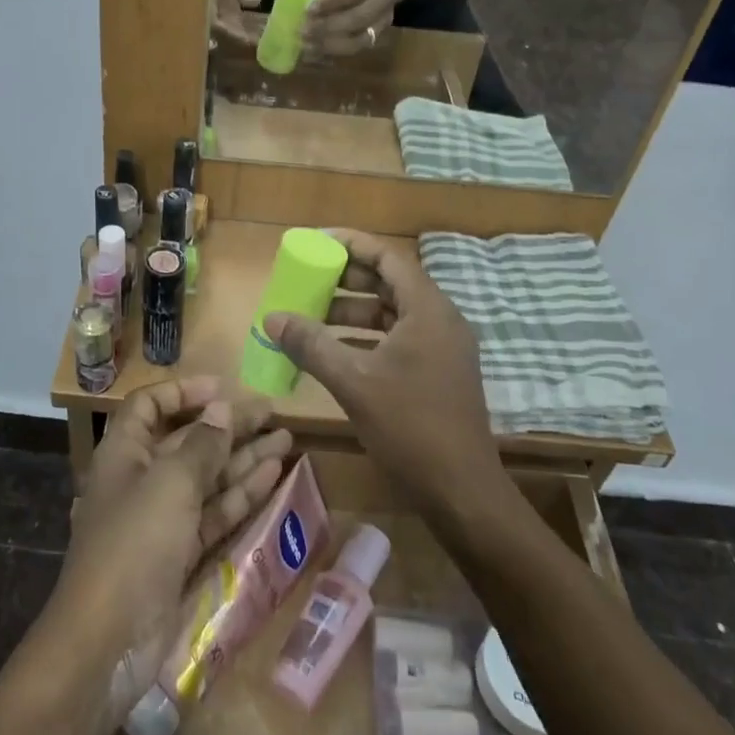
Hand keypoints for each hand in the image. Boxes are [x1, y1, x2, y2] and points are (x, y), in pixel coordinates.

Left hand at [53, 379, 289, 705]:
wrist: (106, 643)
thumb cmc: (134, 544)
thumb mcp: (170, 484)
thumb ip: (202, 445)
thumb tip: (222, 409)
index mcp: (123, 454)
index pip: (150, 406)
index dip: (184, 392)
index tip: (224, 387)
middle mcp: (141, 480)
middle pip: (188, 441)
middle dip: (228, 426)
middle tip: (272, 412)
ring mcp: (161, 519)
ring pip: (208, 477)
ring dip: (244, 458)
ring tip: (286, 439)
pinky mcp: (180, 554)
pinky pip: (214, 513)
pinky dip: (242, 495)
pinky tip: (273, 476)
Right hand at [262, 230, 503, 516]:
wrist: (462, 491)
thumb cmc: (410, 427)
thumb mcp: (353, 381)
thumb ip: (311, 345)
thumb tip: (272, 317)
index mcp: (427, 309)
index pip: (387, 257)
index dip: (350, 244)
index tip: (314, 242)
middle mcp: (439, 319)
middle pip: (389, 282)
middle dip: (345, 280)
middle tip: (306, 279)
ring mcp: (442, 347)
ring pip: (391, 313)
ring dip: (352, 311)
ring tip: (310, 316)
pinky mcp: (438, 372)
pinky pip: (397, 339)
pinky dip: (365, 338)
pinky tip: (333, 352)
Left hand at [302, 0, 395, 57]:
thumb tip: (294, 3)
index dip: (330, 2)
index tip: (307, 10)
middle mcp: (382, 0)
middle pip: (357, 19)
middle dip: (327, 28)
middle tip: (302, 33)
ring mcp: (382, 23)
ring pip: (358, 41)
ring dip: (329, 47)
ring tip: (305, 47)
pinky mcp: (377, 39)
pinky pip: (354, 52)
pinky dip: (332, 56)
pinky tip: (313, 56)